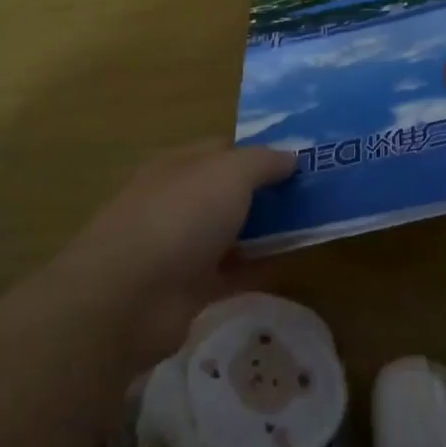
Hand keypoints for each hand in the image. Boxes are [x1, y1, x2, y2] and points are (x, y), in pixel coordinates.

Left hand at [63, 143, 295, 360]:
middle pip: (230, 191)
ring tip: (312, 228)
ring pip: (232, 232)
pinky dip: (257, 268)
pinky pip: (231, 272)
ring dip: (266, 231)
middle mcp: (178, 200)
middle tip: (317, 195)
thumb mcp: (230, 173)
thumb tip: (291, 156)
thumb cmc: (180, 217)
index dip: (262, 151)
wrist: (128, 297)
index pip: (226, 149)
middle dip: (269, 192)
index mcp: (180, 164)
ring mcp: (180, 245)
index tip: (303, 159)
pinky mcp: (187, 288)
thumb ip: (263, 162)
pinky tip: (289, 264)